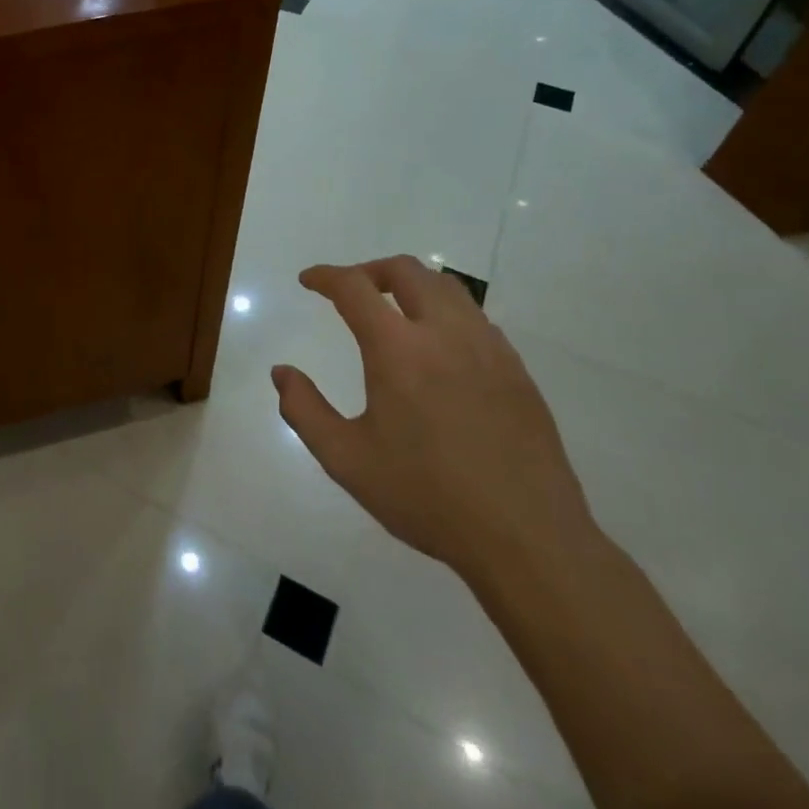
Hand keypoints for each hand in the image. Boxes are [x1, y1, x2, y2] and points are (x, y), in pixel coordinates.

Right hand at [273, 257, 595, 584]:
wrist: (527, 538)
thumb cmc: (427, 497)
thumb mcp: (347, 460)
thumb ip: (304, 410)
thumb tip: (282, 373)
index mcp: (398, 350)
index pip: (354, 287)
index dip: (326, 276)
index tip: (309, 280)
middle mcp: (444, 333)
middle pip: (406, 270)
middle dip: (369, 270)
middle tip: (349, 291)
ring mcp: (488, 348)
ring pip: (447, 287)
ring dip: (411, 285)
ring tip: (393, 310)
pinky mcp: (517, 369)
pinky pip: (476, 318)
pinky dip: (445, 312)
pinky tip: (438, 348)